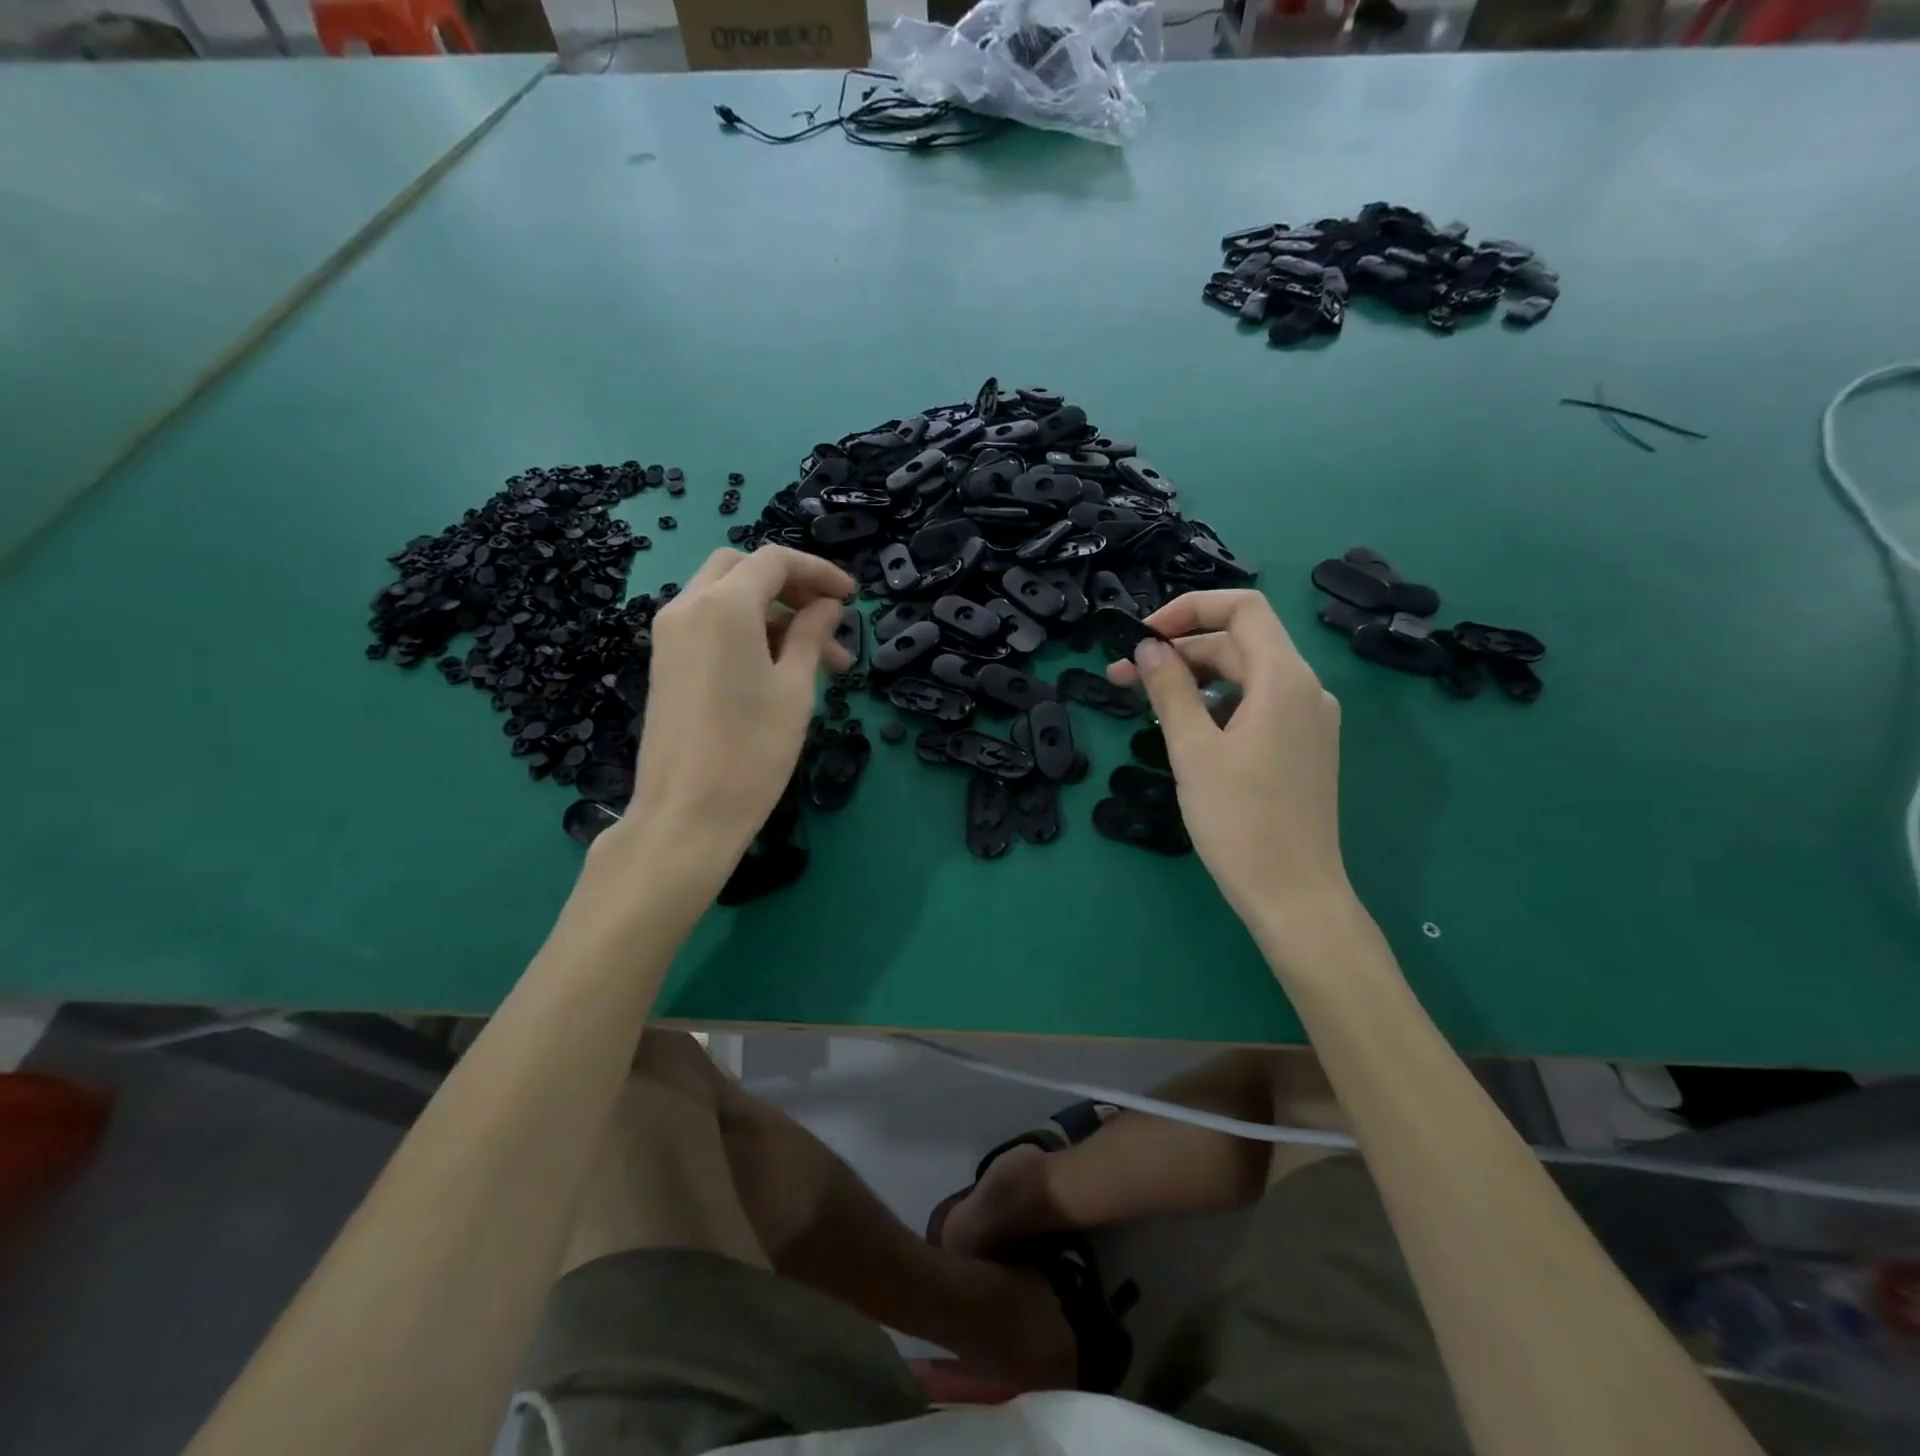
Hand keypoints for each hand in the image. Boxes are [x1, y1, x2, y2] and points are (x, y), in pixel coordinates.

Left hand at [618, 547, 853, 880]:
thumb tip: (827, 606)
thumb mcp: (795, 689)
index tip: (852, 597)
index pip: (774, 561)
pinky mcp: (665, 661)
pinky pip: (708, 623)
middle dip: (790, 585)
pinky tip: (777, 666)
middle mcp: (687, 606)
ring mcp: (670, 634)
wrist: (686, 814)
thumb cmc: (752, 752)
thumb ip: (810, 635)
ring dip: (771, 611)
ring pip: (724, 595)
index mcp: (723, 607)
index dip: (818, 571)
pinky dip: (744, 627)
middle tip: (828, 619)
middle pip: (743, 569)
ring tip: (816, 659)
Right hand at [1106, 590, 1349, 924]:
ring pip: (1246, 676)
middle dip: (1179, 650)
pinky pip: (1256, 705)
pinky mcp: (1302, 747)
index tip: (1144, 636)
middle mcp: (1305, 690)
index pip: (1242, 608)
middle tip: (1122, 676)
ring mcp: (1308, 720)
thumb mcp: (1193, 751)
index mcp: (1284, 680)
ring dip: (1194, 678)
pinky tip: (1185, 728)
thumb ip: (1169, 689)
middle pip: (1239, 643)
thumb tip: (1148, 649)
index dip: (1189, 609)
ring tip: (1146, 701)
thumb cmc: (1240, 821)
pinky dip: (1217, 703)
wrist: (1294, 895)